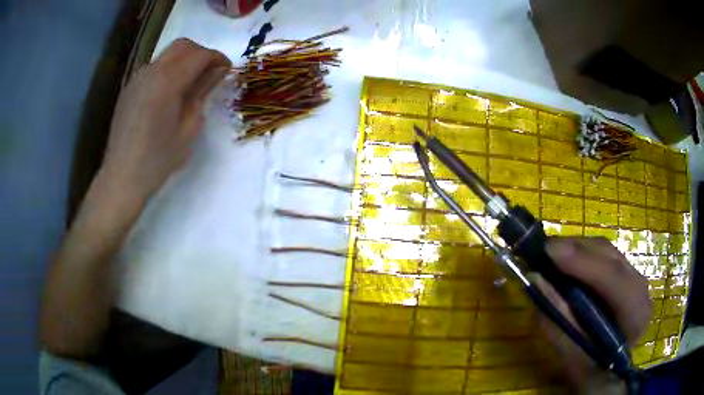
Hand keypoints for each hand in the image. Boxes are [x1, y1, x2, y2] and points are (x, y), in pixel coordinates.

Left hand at [100, 38, 230, 202]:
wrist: (122, 177)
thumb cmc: (158, 159)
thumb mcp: (188, 128)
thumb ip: (202, 94)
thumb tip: (216, 73)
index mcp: (168, 81)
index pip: (199, 55)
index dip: (217, 58)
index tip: (227, 69)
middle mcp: (151, 71)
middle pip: (182, 46)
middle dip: (201, 53)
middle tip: (210, 72)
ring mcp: (137, 79)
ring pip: (166, 55)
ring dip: (183, 61)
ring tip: (190, 85)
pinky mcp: (129, 89)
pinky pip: (153, 69)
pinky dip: (168, 71)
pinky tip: (169, 94)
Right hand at [536, 237, 650, 393]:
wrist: (610, 372)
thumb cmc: (591, 372)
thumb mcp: (572, 356)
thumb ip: (558, 320)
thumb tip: (536, 280)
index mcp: (635, 312)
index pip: (612, 277)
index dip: (581, 261)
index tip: (547, 252)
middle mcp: (640, 287)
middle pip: (608, 256)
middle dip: (573, 249)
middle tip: (540, 250)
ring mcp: (635, 277)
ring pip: (605, 250)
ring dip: (575, 249)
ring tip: (548, 254)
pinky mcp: (626, 273)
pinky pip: (603, 255)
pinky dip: (581, 255)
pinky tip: (564, 261)